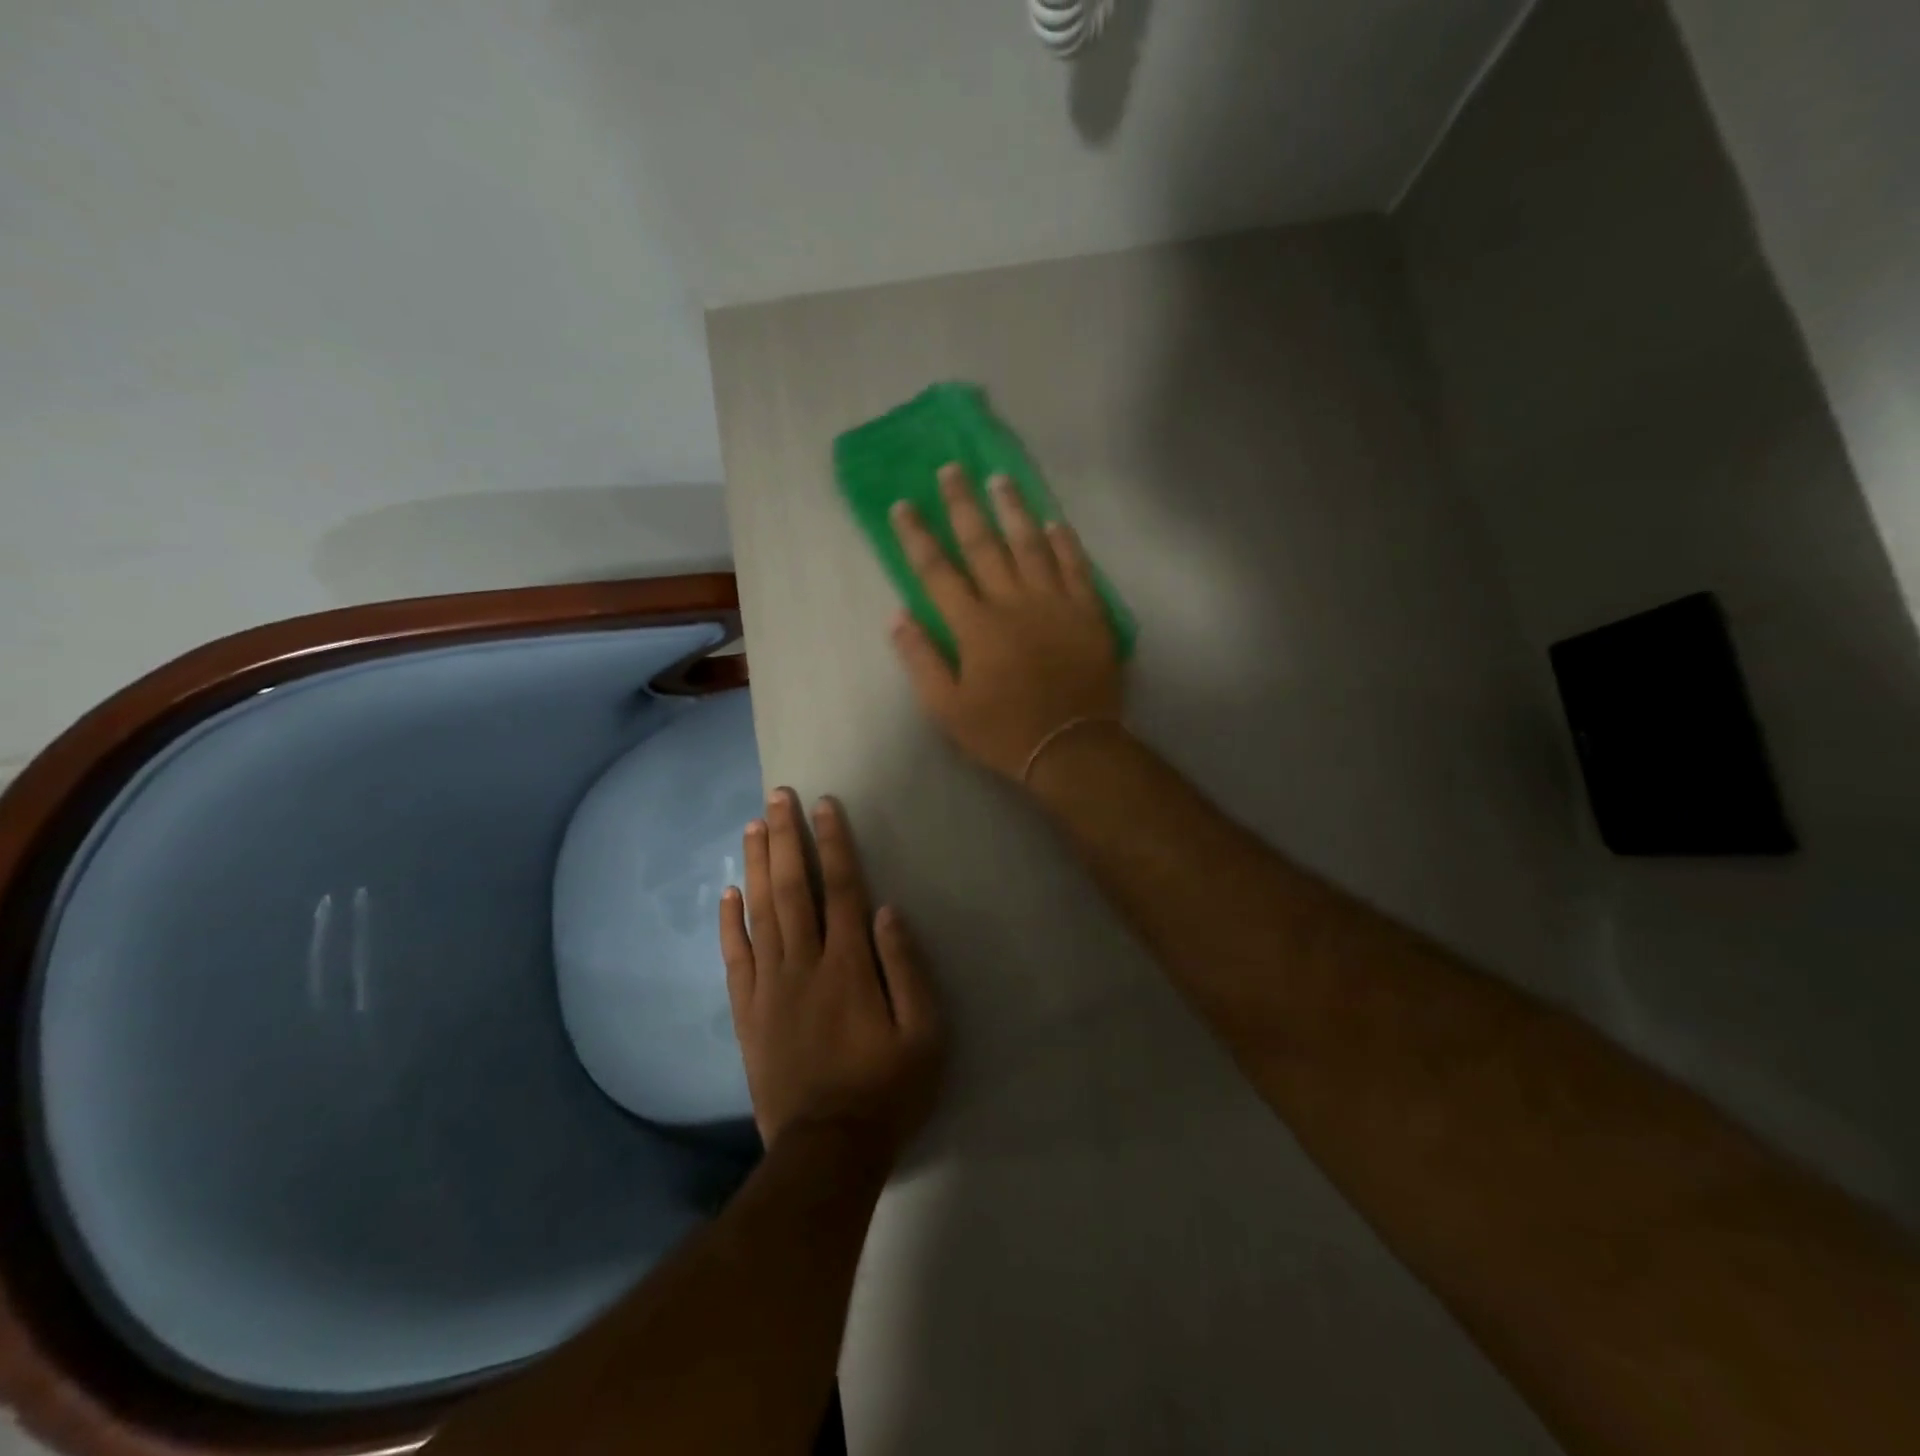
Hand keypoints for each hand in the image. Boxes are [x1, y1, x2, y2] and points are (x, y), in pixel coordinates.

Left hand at [720, 789, 944, 1157]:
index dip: (832, 843)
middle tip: (777, 797)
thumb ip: (907, 968)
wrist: (827, 1150)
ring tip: (752, 826)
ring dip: (756, 866)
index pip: (838, 888)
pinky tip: (727, 893)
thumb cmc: (887, 1089)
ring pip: (760, 913)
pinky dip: (729, 923)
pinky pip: (735, 958)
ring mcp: (770, 987)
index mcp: (848, 965)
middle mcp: (804, 964)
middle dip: (785, 838)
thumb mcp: (924, 1033)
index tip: (824, 805)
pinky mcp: (748, 1013)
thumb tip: (886, 910)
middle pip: (791, 888)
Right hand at [889, 464, 1123, 781]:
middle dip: (963, 505)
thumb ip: (921, 660)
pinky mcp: (1088, 613)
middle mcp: (1012, 602)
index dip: (917, 536)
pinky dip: (1065, 543)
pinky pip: (1076, 568)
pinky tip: (1055, 522)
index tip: (903, 504)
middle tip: (952, 469)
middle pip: (984, 544)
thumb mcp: (947, 709)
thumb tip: (897, 616)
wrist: (1071, 747)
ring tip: (1000, 479)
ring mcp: (1054, 603)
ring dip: (1013, 509)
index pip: (938, 571)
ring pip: (1030, 545)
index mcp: (975, 626)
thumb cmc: (1003, 731)